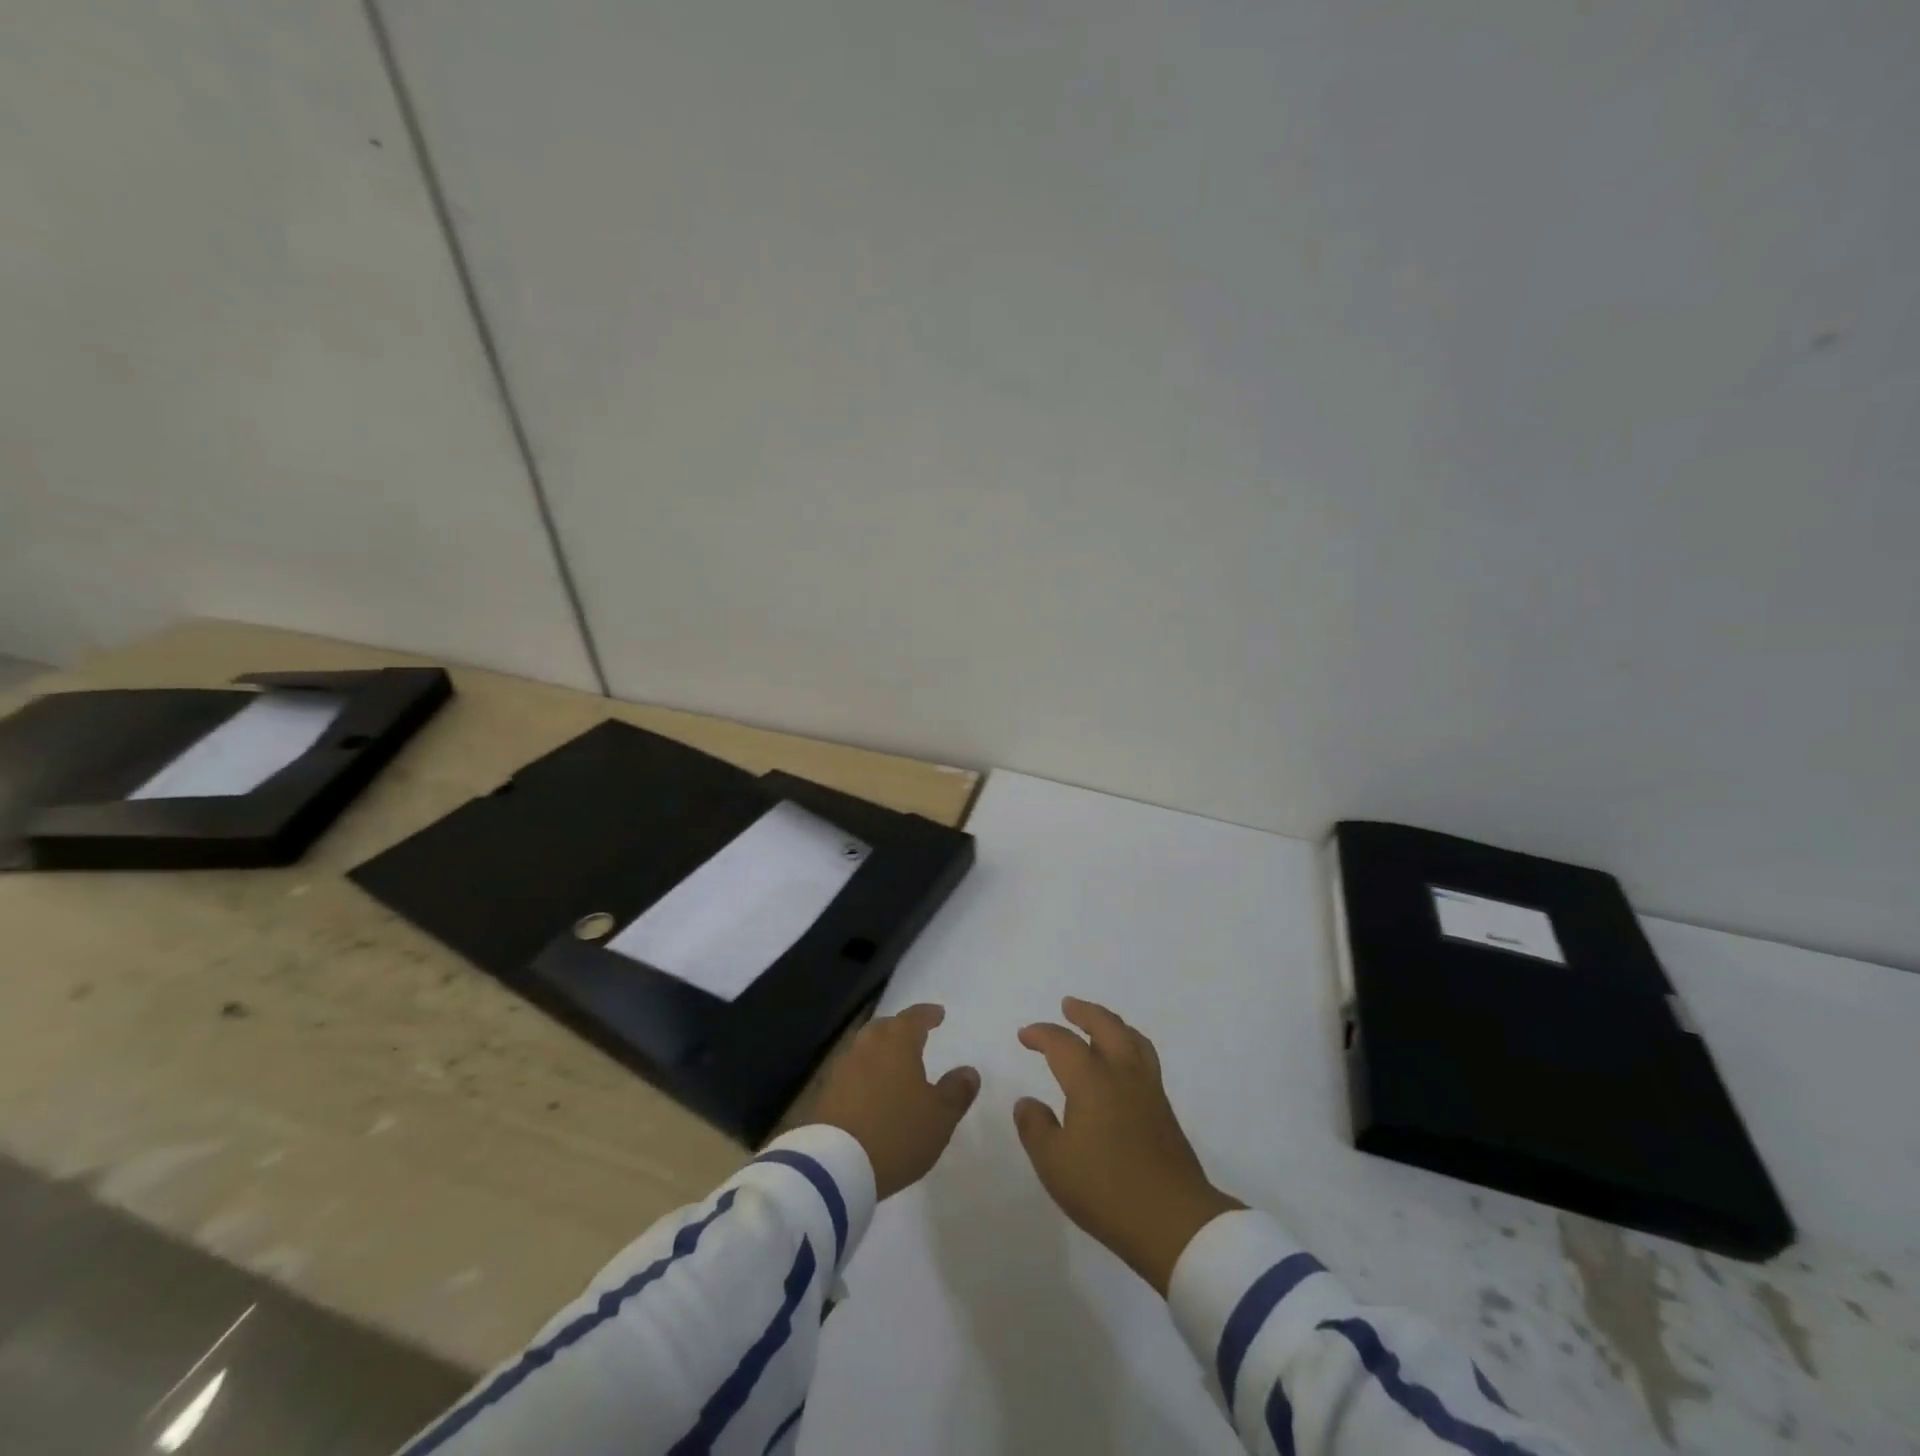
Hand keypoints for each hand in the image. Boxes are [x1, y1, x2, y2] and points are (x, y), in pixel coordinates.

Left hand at [807, 1003, 980, 1199]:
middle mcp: (867, 1046)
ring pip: (865, 1048)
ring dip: (880, 1051)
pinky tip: (871, 1091)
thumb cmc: (896, 1133)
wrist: (834, 1166)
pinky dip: (864, 1074)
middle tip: (913, 1036)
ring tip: (893, 1064)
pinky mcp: (825, 1093)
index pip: (914, 1018)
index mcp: (897, 1043)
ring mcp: (842, 1068)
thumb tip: (969, 1071)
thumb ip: (956, 1091)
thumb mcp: (939, 1117)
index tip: (938, 1014)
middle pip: (885, 1027)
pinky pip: (851, 1073)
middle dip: (900, 1029)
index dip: (928, 1014)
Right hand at [1014, 997, 1241, 1293]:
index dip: (1042, 1034)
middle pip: (1106, 1026)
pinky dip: (1129, 1045)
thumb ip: (1035, 1127)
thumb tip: (1027, 1102)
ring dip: (1111, 1024)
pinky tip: (1122, 1063)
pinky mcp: (1164, 1109)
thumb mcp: (1054, 1163)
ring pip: (1132, 1039)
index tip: (1025, 1035)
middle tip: (1068, 1006)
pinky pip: (1144, 1058)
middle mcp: (1122, 1074)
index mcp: (1091, 1081)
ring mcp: (1148, 1090)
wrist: (1173, 1222)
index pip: (1063, 1043)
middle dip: (1084, 1012)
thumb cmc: (1105, 1190)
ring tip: (1099, 1023)